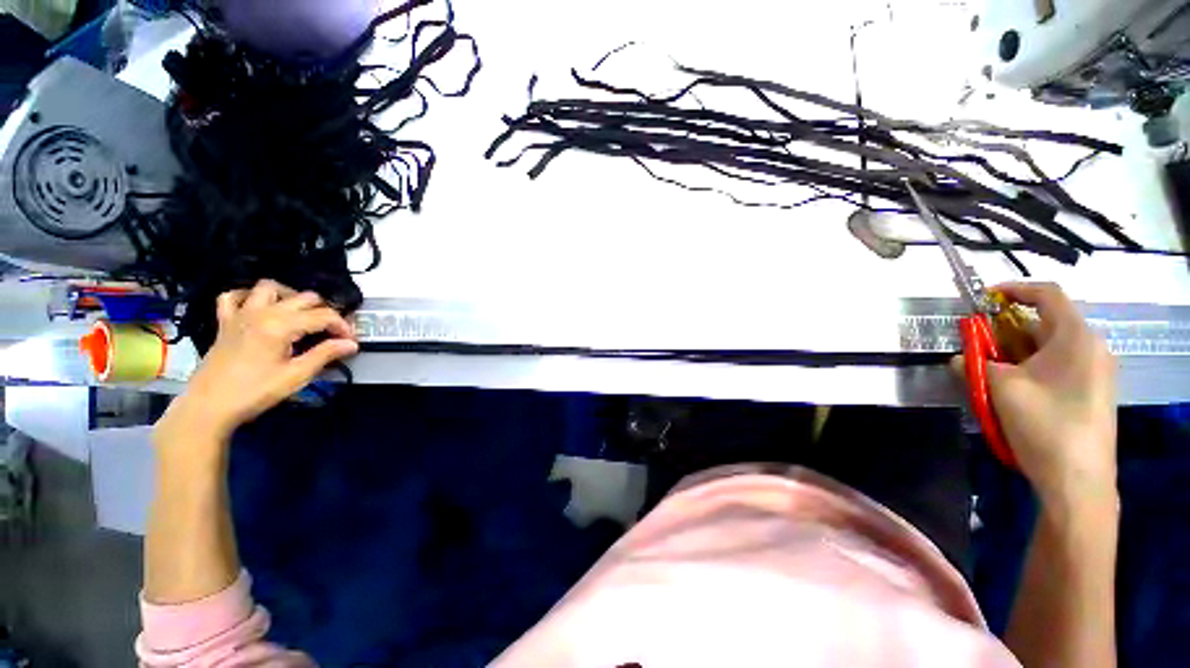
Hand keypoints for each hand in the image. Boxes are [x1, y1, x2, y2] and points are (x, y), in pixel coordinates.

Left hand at [163, 280, 358, 441]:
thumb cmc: (254, 392)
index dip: (343, 327)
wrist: (208, 407)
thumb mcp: (296, 376)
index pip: (324, 316)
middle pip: (304, 298)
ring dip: (291, 296)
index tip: (350, 343)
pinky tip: (260, 308)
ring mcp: (240, 314)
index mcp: (281, 325)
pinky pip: (234, 296)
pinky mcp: (225, 322)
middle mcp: (262, 312)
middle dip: (325, 313)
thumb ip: (325, 355)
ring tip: (301, 315)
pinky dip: (249, 297)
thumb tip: (351, 344)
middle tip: (331, 333)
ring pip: (270, 287)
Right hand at [981, 282, 1117, 507]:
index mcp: (1076, 338)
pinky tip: (1011, 392)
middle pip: (1045, 324)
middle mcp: (1091, 348)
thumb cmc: (1044, 426)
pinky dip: (1029, 370)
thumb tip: (960, 358)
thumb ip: (976, 365)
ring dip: (1015, 353)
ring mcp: (1094, 373)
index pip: (1047, 295)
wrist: (1077, 482)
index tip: (984, 299)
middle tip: (977, 346)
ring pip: (1048, 349)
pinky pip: (1056, 368)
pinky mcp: (1090, 393)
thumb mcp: (1001, 389)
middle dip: (1007, 330)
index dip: (1014, 290)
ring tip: (989, 374)